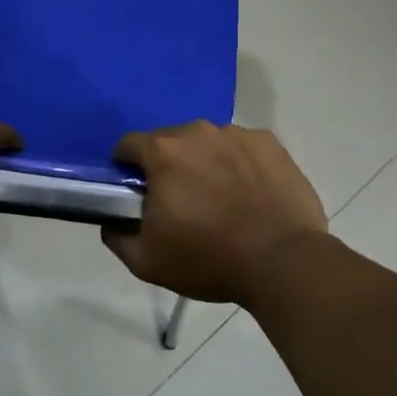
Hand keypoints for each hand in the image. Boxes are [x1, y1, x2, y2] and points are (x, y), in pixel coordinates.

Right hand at [103, 122, 326, 304]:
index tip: (136, 193)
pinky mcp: (271, 144)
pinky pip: (242, 149)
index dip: (126, 168)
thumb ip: (117, 237)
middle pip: (169, 141)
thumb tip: (111, 223)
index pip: (128, 145)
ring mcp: (238, 134)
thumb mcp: (147, 262)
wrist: (284, 263)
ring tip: (220, 199)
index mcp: (163, 152)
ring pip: (207, 143)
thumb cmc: (209, 259)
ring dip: (204, 162)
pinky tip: (249, 195)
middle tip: (179, 201)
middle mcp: (198, 132)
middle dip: (167, 165)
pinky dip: (239, 165)